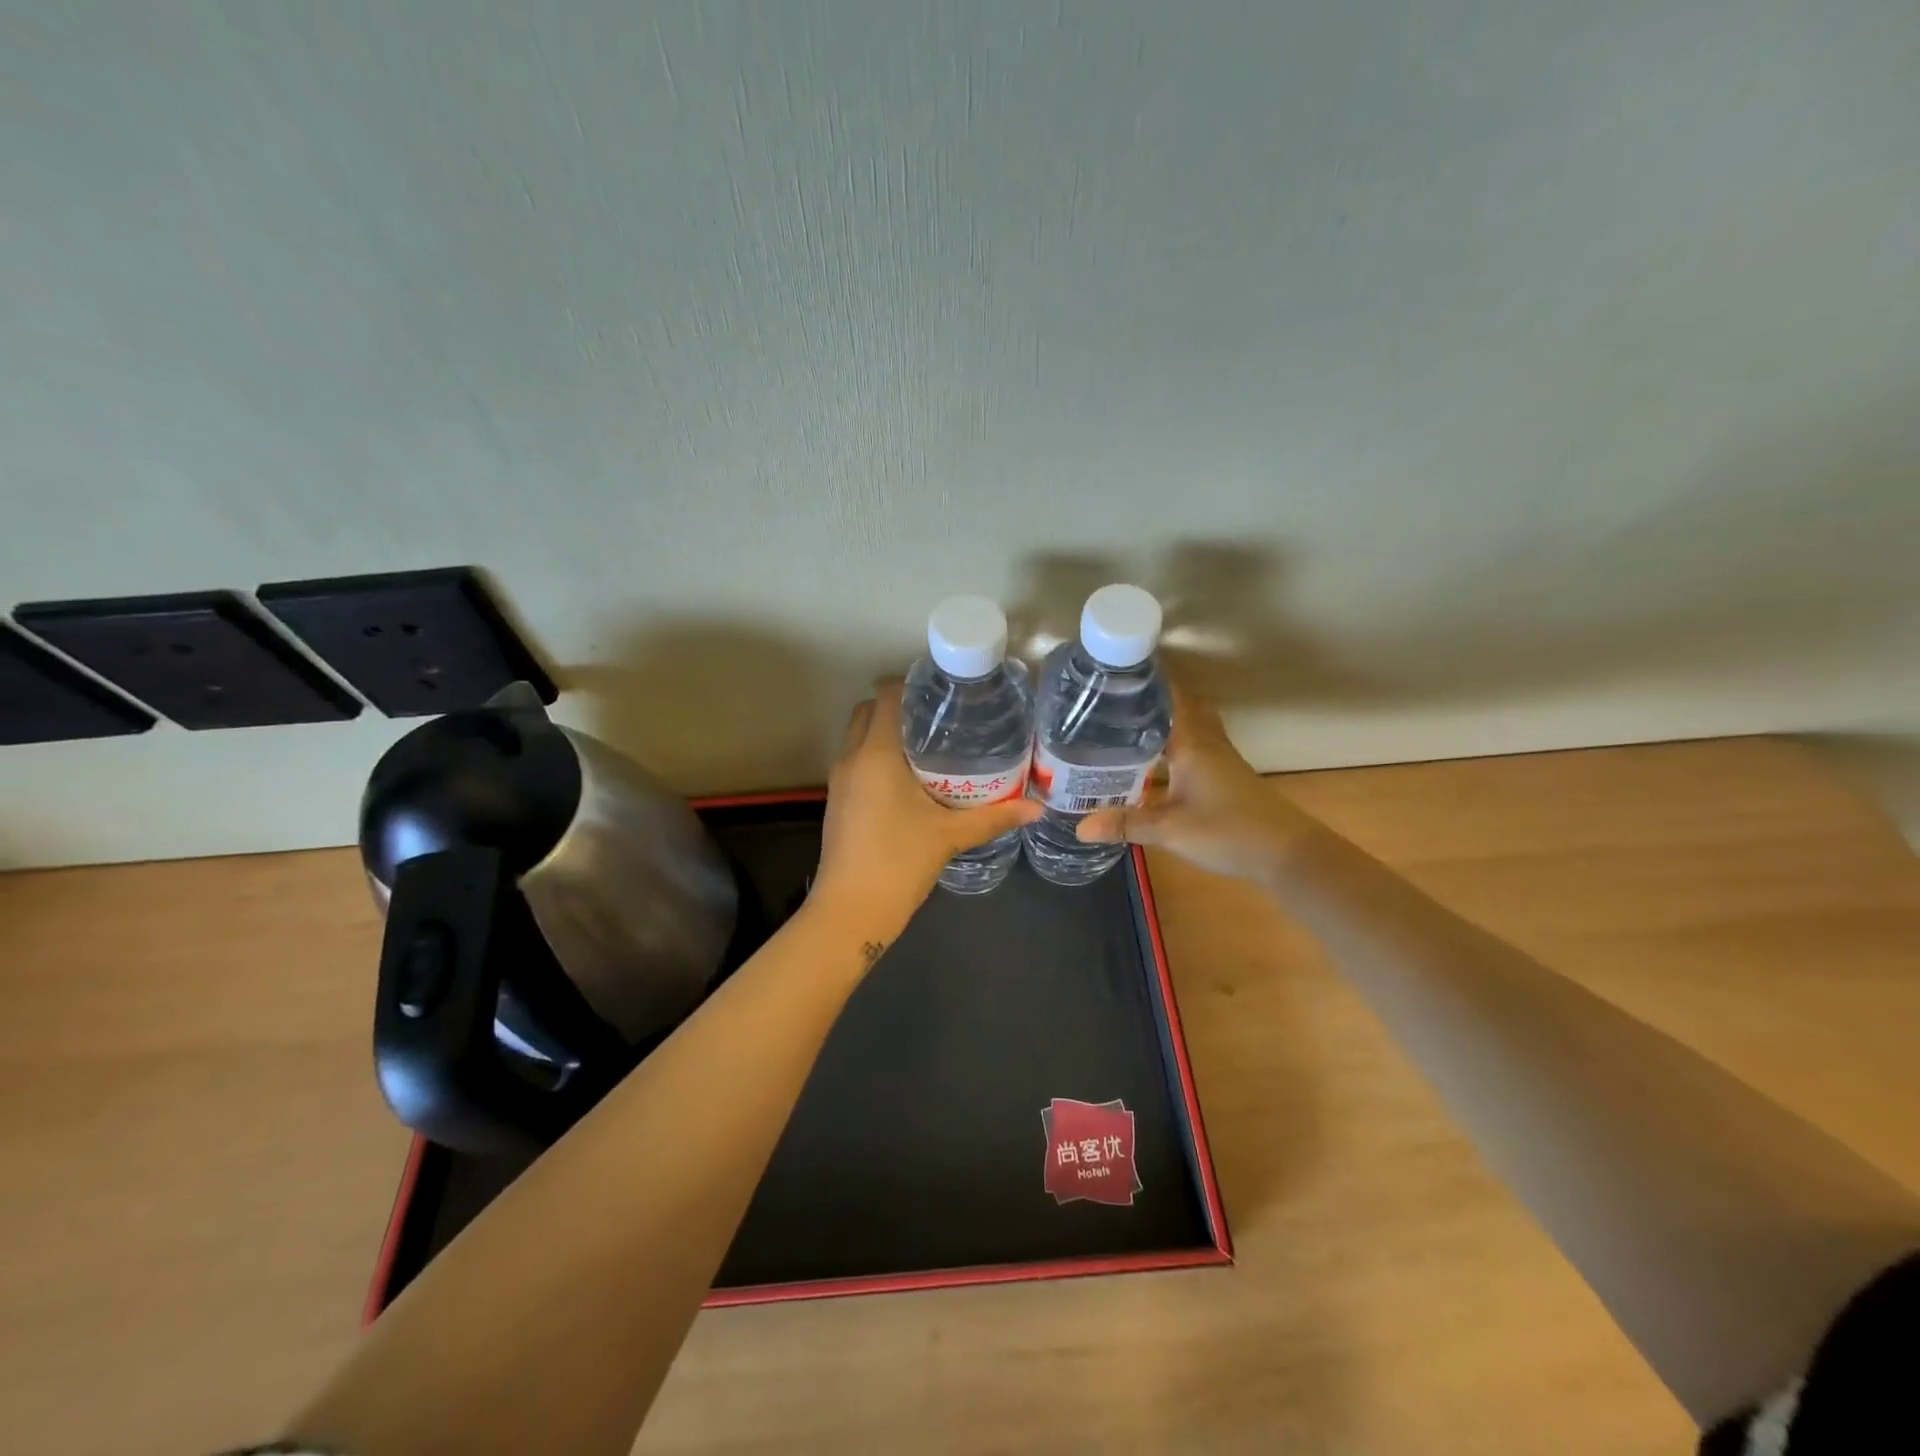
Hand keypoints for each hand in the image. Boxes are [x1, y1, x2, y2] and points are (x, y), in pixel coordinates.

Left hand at [814, 681, 1041, 924]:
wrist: (850, 910)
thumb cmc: (899, 862)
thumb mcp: (950, 836)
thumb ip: (993, 817)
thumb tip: (1035, 808)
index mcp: (876, 754)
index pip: (885, 695)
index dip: (911, 684)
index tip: (943, 690)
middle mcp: (851, 758)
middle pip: (868, 711)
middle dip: (898, 708)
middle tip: (940, 719)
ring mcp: (839, 780)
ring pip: (858, 737)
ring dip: (886, 733)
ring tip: (930, 745)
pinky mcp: (837, 801)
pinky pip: (856, 761)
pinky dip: (877, 757)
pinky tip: (910, 779)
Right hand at [1076, 689, 1318, 885]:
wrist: (1286, 853)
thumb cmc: (1229, 831)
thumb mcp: (1170, 830)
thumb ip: (1125, 824)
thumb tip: (1079, 827)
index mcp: (1191, 742)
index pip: (1167, 696)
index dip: (1143, 679)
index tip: (1112, 669)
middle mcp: (1205, 741)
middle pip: (1177, 705)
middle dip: (1148, 696)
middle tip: (1111, 696)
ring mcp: (1218, 756)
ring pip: (1186, 724)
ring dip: (1161, 718)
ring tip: (1124, 720)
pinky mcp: (1223, 774)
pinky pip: (1191, 744)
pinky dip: (1171, 741)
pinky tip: (1151, 758)